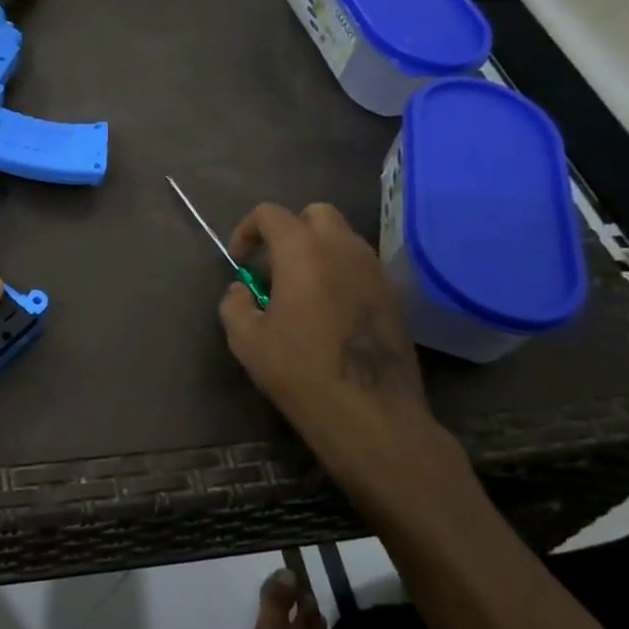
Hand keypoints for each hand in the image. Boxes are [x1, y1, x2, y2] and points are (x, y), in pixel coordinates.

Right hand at [218, 202, 449, 502]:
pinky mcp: (393, 295)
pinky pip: (361, 266)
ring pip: (343, 238)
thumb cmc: (301, 371)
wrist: (372, 415)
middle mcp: (343, 248)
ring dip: (318, 250)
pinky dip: (340, 272)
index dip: (247, 230)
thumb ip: (235, 304)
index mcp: (303, 251)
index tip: (239, 260)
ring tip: (301, 288)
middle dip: (289, 229)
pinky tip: (329, 309)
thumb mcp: (247, 340)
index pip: (270, 213)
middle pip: (315, 213)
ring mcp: (374, 270)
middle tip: (273, 264)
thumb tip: (242, 290)